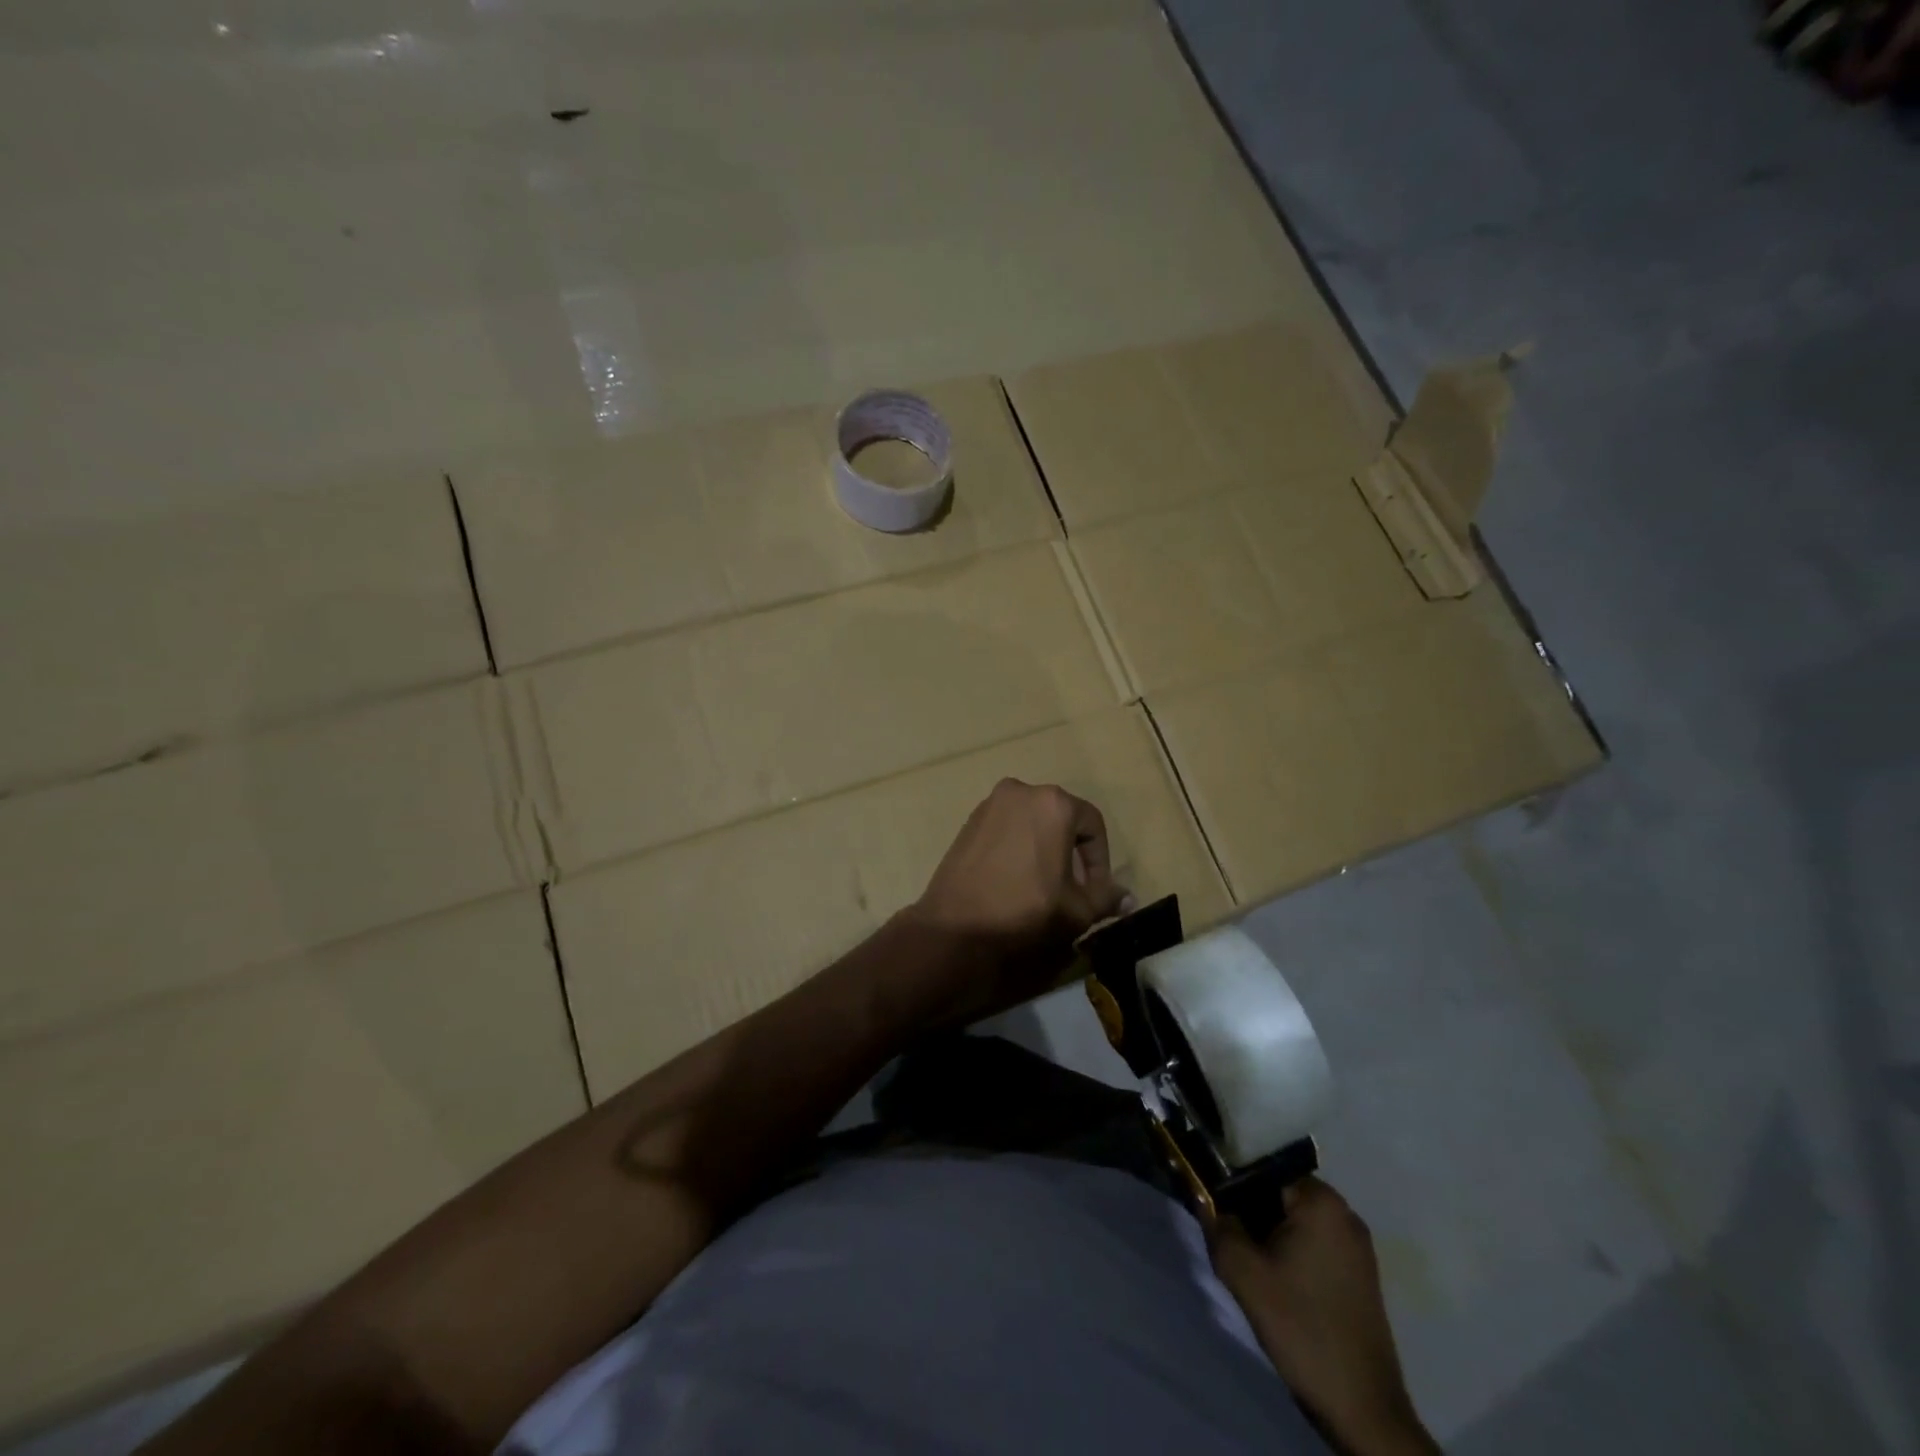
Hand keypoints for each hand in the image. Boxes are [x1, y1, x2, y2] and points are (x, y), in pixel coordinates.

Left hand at [900, 779, 1127, 1023]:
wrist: (956, 925)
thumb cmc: (1024, 910)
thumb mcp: (1076, 910)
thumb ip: (1106, 898)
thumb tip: (1128, 899)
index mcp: (1053, 803)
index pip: (1093, 826)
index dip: (1100, 861)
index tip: (1096, 890)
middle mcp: (1022, 791)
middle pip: (1062, 819)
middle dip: (1073, 852)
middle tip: (1073, 888)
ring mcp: (991, 803)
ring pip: (1033, 821)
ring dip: (1046, 848)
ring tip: (1045, 885)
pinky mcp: (969, 820)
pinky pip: (1007, 827)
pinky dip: (1019, 846)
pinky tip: (1016, 878)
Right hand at [1210, 1179, 1438, 1455]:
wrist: (1363, 1409)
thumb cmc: (1302, 1328)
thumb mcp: (1244, 1275)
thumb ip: (1217, 1225)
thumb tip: (1203, 1198)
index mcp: (1321, 1201)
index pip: (1263, 1170)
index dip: (1234, 1187)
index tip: (1217, 1210)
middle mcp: (1345, 1212)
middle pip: (1281, 1194)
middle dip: (1253, 1213)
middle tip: (1233, 1243)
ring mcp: (1358, 1245)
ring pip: (1297, 1221)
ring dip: (1271, 1236)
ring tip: (1254, 1267)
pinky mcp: (1362, 1274)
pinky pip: (1316, 1243)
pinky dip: (1293, 1253)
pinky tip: (1281, 1284)